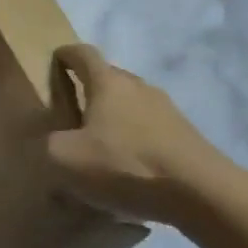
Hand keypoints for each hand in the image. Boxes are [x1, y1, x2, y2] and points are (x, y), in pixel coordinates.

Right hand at [47, 44, 230, 224]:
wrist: (203, 194)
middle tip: (71, 116)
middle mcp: (138, 86)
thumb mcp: (66, 160)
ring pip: (131, 105)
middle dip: (88, 91)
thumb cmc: (126, 164)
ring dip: (115, 119)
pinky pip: (151, 130)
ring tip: (102, 148)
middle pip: (108, 78)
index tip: (53, 65)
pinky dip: (136, 141)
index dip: (65, 55)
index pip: (82, 53)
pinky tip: (131, 171)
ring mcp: (167, 110)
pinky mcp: (187, 137)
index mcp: (107, 82)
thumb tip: (43, 144)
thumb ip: (44, 147)